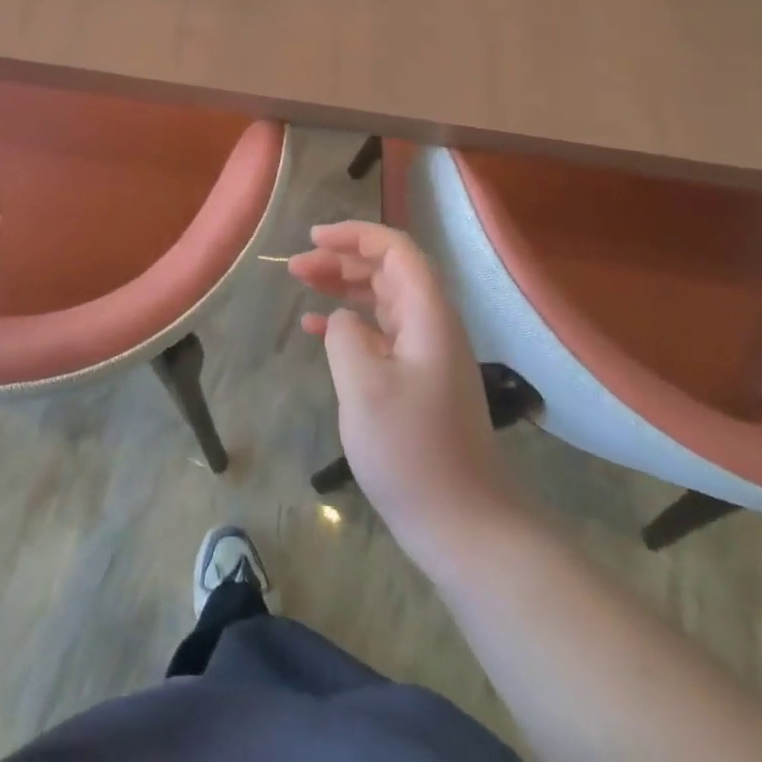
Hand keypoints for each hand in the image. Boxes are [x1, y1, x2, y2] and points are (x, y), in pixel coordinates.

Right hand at [288, 221, 512, 562]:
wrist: (465, 527)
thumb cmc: (413, 452)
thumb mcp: (364, 388)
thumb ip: (345, 336)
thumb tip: (342, 321)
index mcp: (428, 316)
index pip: (395, 250)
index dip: (354, 235)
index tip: (313, 239)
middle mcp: (432, 325)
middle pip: (387, 271)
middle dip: (341, 259)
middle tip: (296, 267)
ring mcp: (426, 354)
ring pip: (381, 299)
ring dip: (342, 287)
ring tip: (302, 285)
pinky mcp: (418, 381)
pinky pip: (380, 334)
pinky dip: (349, 324)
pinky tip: (316, 329)